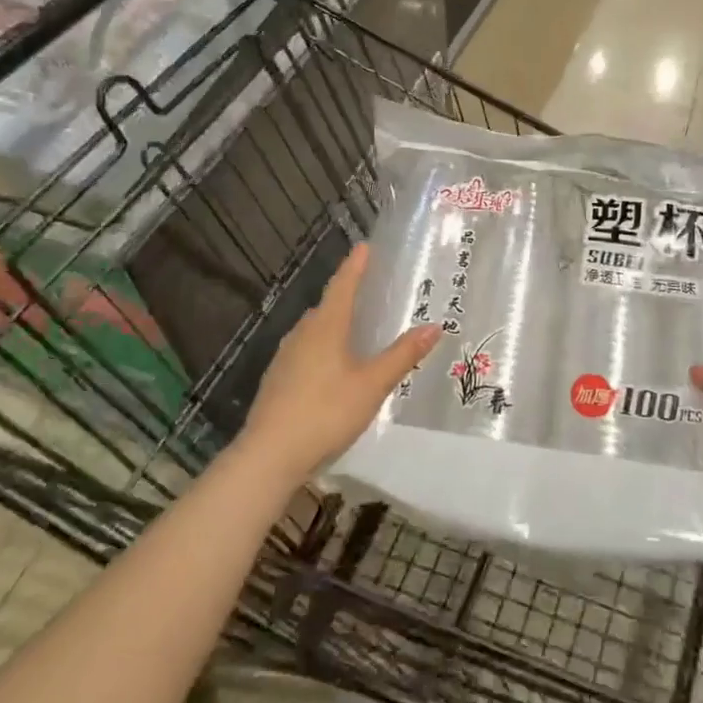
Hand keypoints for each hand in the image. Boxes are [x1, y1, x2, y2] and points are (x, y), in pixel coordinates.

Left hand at [240, 244, 441, 482]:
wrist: (268, 456)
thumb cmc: (325, 412)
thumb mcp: (372, 385)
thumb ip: (402, 355)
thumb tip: (435, 326)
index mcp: (326, 327)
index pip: (342, 285)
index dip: (355, 266)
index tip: (364, 246)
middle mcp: (302, 334)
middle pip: (327, 306)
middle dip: (347, 295)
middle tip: (369, 290)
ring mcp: (285, 357)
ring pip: (314, 330)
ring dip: (333, 323)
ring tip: (354, 328)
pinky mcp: (277, 381)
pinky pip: (305, 351)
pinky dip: (322, 347)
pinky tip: (331, 367)